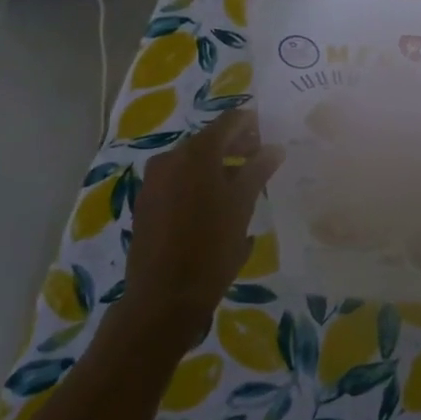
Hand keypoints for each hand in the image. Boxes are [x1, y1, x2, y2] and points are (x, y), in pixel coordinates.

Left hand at [120, 109, 284, 350]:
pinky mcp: (146, 203)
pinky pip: (178, 181)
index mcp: (197, 152)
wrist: (163, 298)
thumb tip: (274, 148)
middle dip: (236, 146)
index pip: (230, 122)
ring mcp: (154, 181)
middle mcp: (170, 158)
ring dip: (218, 167)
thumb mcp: (242, 205)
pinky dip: (199, 183)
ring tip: (243, 186)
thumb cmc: (211, 247)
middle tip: (261, 159)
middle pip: (209, 141)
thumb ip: (258, 170)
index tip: (270, 133)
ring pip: (193, 163)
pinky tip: (217, 207)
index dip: (252, 124)